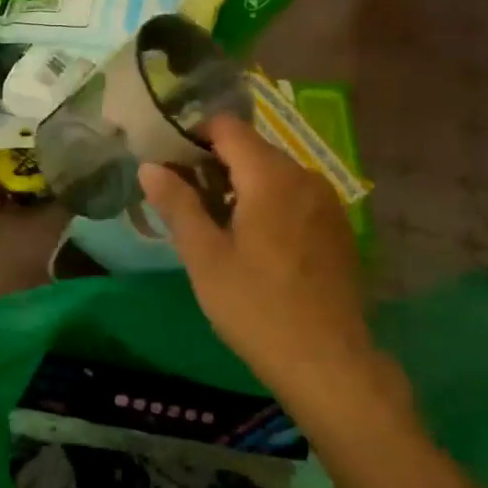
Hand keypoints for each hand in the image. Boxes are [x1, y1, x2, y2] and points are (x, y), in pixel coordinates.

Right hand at [140, 116, 406, 427]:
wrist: (327, 360)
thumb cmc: (255, 307)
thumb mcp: (204, 257)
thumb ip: (177, 204)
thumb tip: (150, 166)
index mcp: (270, 177)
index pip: (228, 127)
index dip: (193, 135)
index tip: (168, 161)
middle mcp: (305, 176)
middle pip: (252, 149)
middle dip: (214, 162)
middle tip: (183, 198)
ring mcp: (327, 202)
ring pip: (274, 174)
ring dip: (240, 185)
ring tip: (213, 222)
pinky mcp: (337, 228)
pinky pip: (294, 197)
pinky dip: (267, 203)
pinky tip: (253, 242)